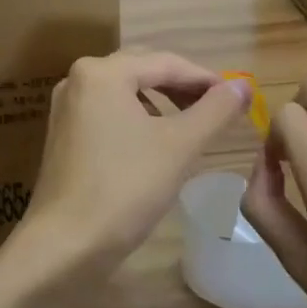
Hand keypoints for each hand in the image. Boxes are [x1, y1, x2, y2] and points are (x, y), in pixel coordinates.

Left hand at [10, 49, 248, 284]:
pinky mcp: (63, 134)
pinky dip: (137, 119)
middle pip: (142, 71)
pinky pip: (108, 112)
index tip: (238, 97)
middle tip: (217, 108)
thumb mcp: (179, 146)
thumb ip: (214, 110)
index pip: (165, 63)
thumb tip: (243, 86)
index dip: (205, 78)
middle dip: (182, 87)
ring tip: (191, 125)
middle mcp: (79, 78)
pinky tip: (155, 143)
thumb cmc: (125, 188)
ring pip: (125, 92)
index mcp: (103, 72)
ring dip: (160, 102)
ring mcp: (67, 107)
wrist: (64, 245)